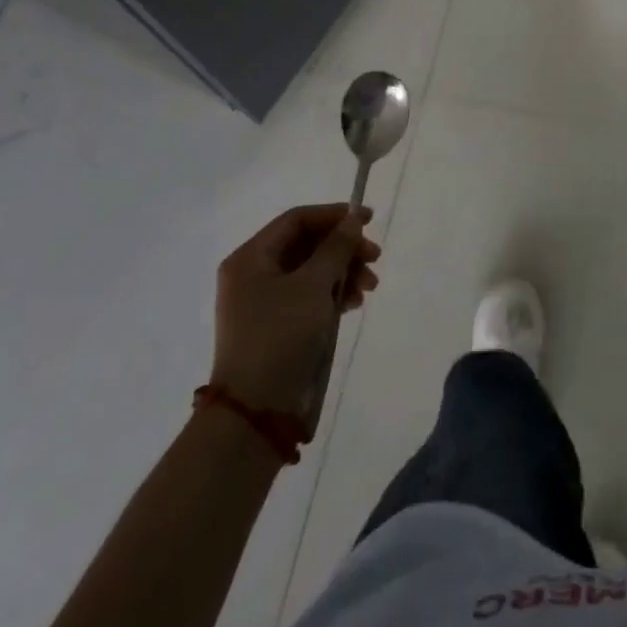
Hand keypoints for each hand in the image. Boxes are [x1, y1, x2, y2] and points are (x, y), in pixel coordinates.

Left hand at [212, 204, 379, 418]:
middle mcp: (253, 274)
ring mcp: (263, 302)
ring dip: (343, 273)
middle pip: (306, 245)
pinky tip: (354, 304)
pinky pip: (309, 296)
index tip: (369, 220)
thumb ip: (336, 248)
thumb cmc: (281, 335)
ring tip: (369, 288)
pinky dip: (333, 295)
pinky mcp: (276, 325)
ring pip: (311, 271)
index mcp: (251, 258)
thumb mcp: (313, 285)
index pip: (296, 220)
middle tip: (375, 259)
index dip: (334, 215)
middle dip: (344, 249)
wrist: (257, 410)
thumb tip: (352, 220)